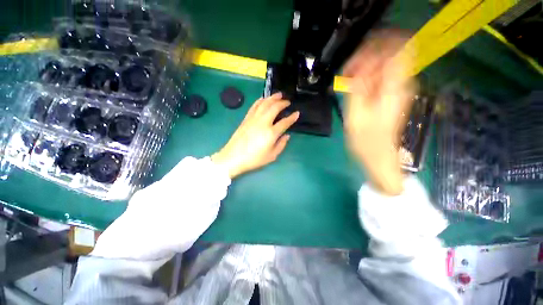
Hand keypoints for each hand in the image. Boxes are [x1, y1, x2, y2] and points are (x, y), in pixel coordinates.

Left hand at [211, 93, 298, 178]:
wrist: (233, 157)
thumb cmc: (254, 159)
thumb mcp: (271, 156)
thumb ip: (281, 145)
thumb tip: (287, 135)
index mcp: (271, 133)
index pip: (285, 122)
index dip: (292, 117)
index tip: (297, 113)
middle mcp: (263, 122)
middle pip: (274, 108)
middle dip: (282, 103)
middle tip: (287, 102)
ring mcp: (253, 119)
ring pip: (264, 103)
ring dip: (272, 98)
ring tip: (278, 95)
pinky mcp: (246, 118)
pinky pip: (254, 106)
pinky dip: (260, 100)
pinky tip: (264, 99)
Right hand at [343, 32, 415, 195]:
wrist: (378, 155)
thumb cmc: (366, 139)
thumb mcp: (356, 114)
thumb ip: (357, 89)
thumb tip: (358, 68)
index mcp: (395, 87)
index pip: (397, 49)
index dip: (376, 48)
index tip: (356, 62)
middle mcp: (401, 84)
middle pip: (391, 54)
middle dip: (368, 58)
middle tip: (349, 73)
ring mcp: (398, 89)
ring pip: (386, 64)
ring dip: (366, 68)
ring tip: (349, 80)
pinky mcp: (392, 96)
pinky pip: (383, 77)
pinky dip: (368, 77)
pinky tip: (356, 87)